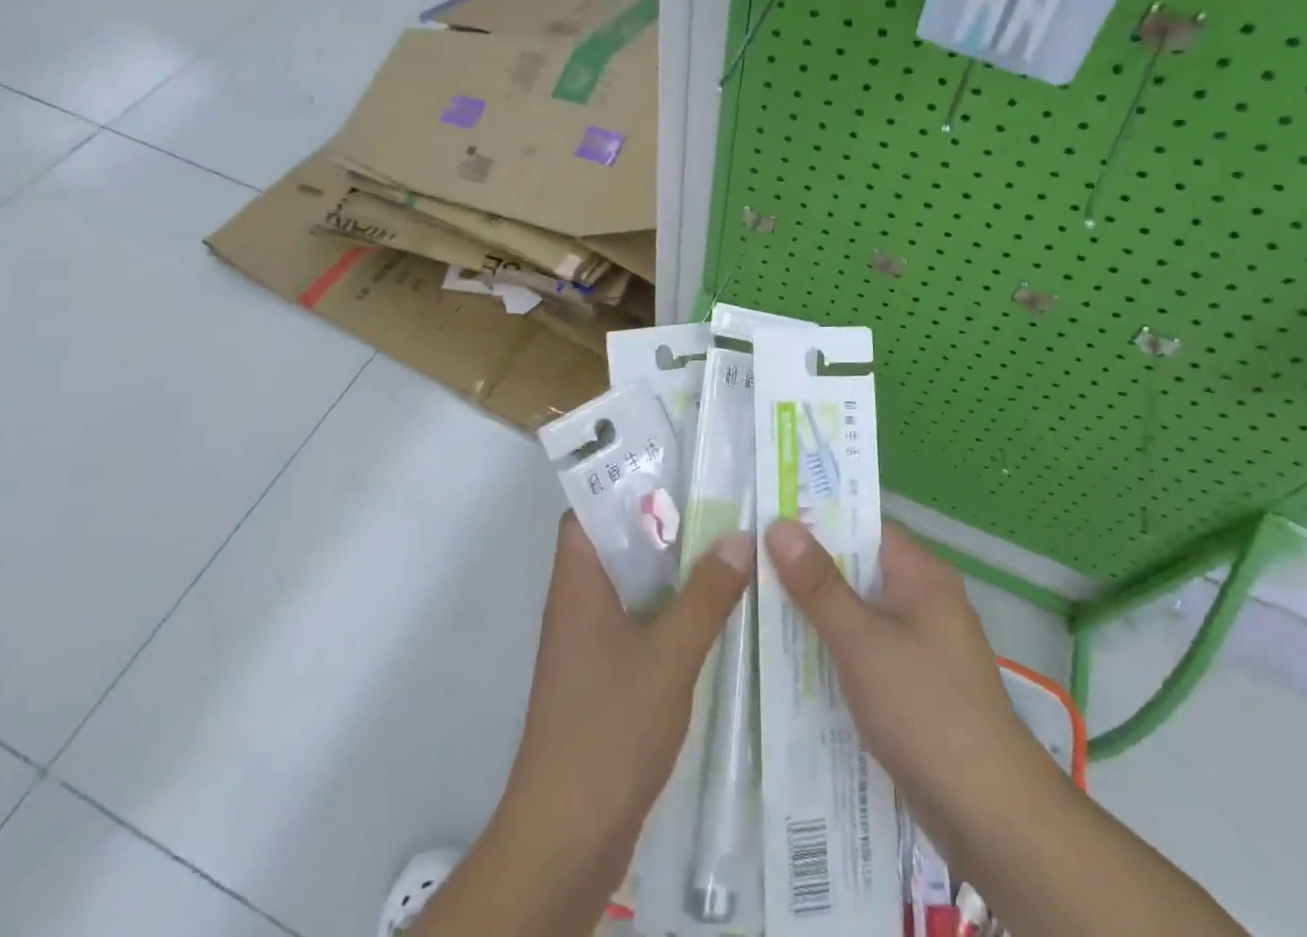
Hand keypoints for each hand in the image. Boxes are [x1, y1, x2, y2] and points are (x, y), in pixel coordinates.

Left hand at [497, 512, 755, 890]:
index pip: (590, 510)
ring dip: (672, 568)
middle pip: (618, 544)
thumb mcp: (669, 655)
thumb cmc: (609, 729)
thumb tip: (739, 536)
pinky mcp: (604, 678)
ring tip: (727, 545)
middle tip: (719, 500)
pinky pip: (639, 623)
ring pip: (632, 585)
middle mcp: (578, 603)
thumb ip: (705, 595)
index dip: (626, 483)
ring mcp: (589, 644)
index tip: (677, 466)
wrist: (567, 839)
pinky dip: (671, 610)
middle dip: (664, 521)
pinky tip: (715, 612)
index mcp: (578, 582)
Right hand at [762, 519, 1062, 864]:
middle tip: (753, 566)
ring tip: (763, 610)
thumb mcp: (860, 640)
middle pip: (860, 568)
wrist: (991, 812)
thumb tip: (780, 524)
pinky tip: (801, 663)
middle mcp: (927, 598)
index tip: (769, 522)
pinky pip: (872, 649)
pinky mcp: (921, 683)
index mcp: (921, 573)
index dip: (817, 521)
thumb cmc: (923, 708)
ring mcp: (926, 643)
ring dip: (822, 614)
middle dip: (811, 570)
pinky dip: (840, 650)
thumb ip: (818, 584)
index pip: (863, 526)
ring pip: (863, 612)